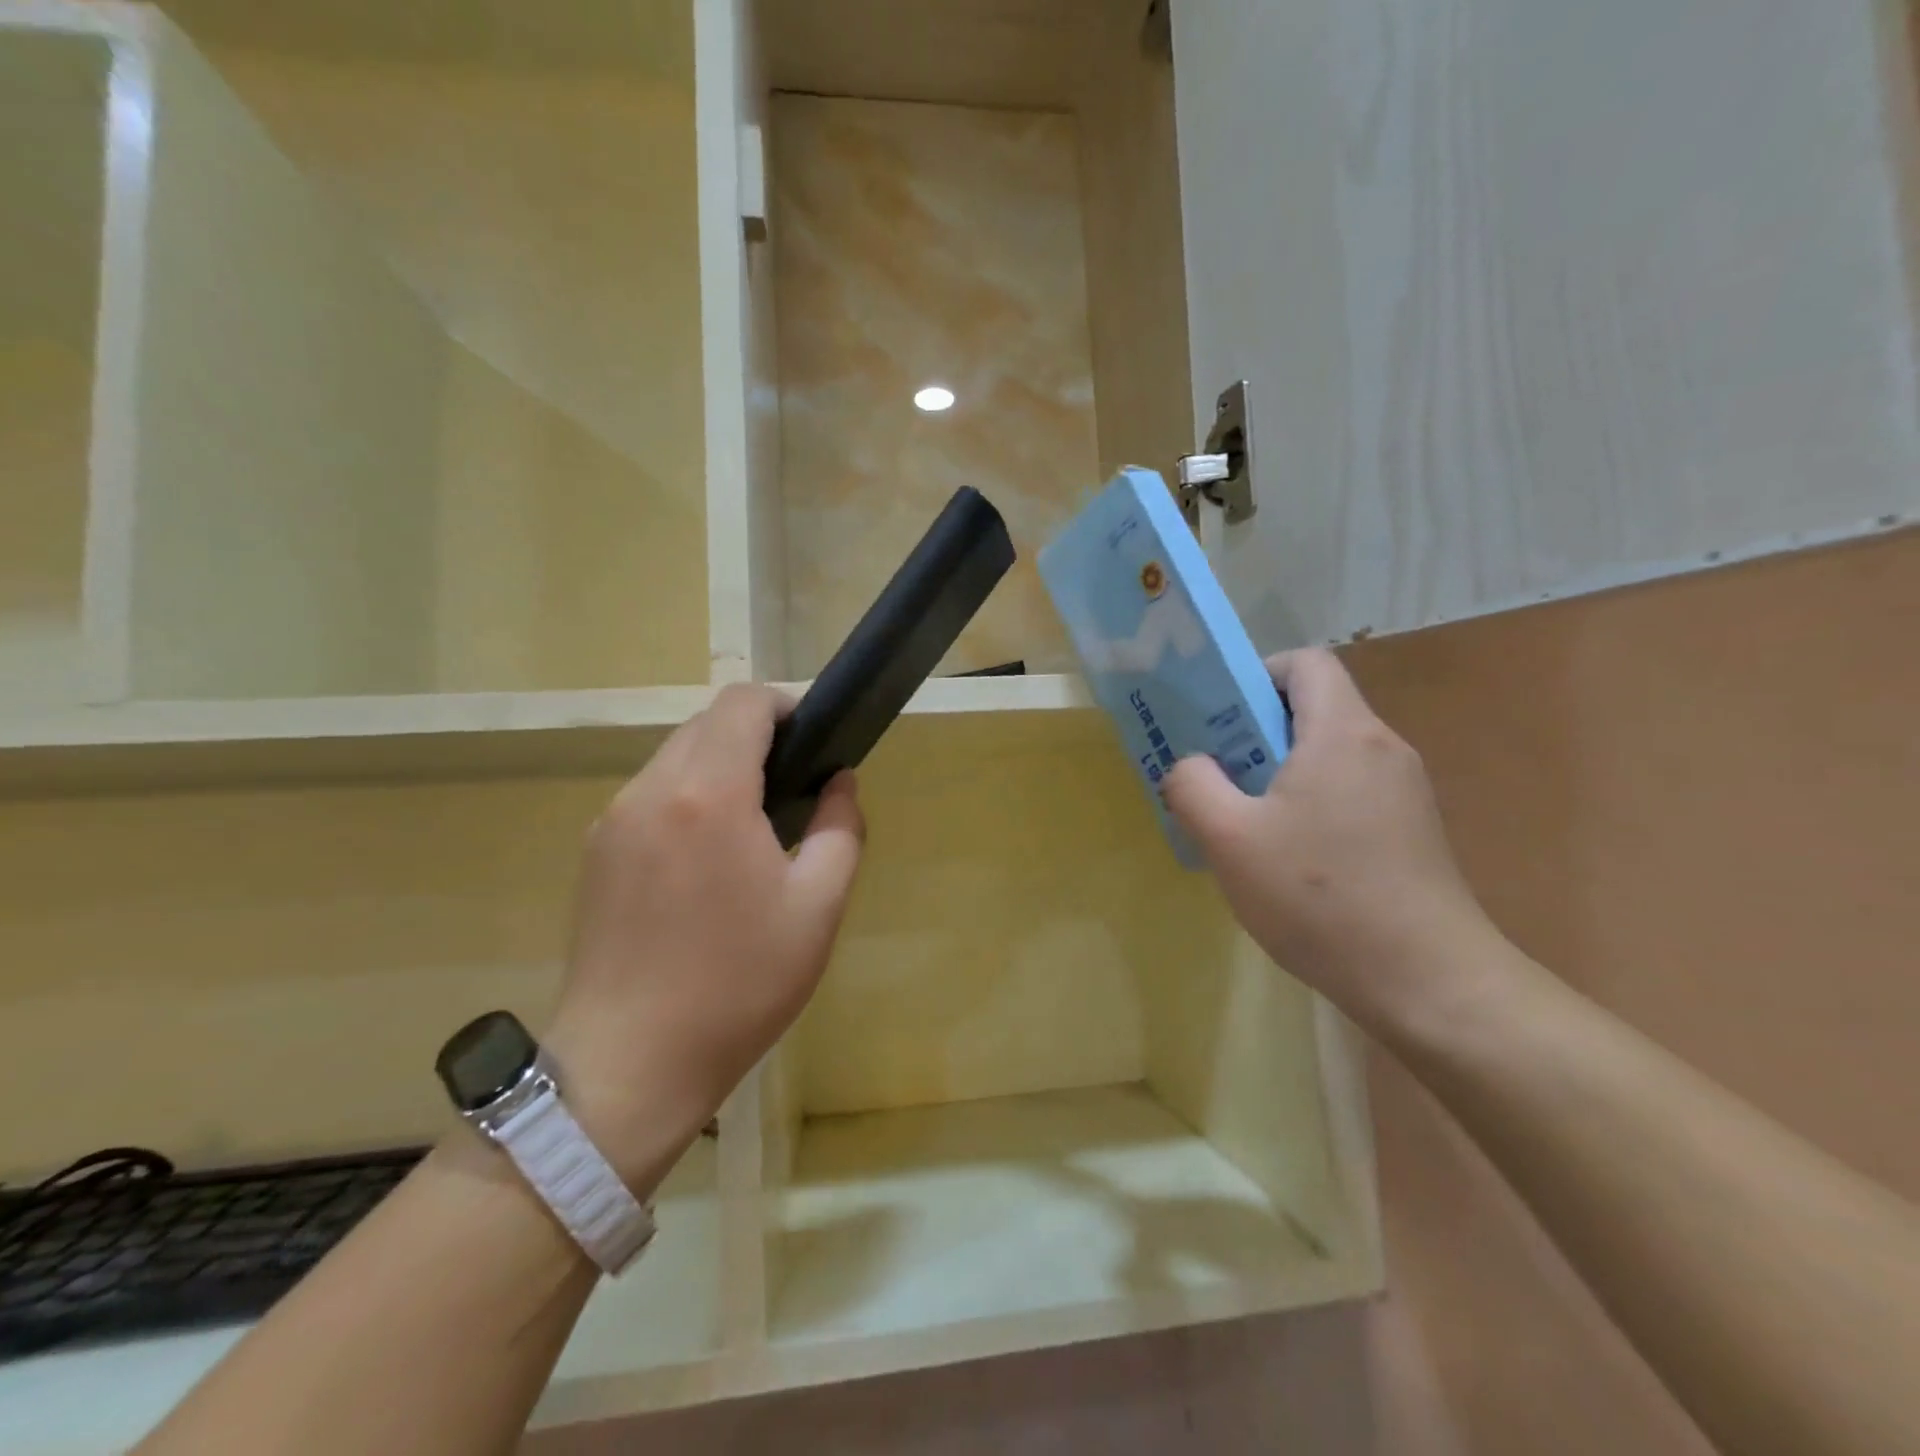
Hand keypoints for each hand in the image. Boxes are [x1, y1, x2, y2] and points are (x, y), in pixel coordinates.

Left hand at [544, 685, 864, 1195]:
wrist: (629, 1065)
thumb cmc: (738, 985)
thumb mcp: (818, 908)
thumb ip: (839, 828)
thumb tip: (838, 782)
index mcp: (707, 794)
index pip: (742, 703)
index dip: (785, 705)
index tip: (814, 740)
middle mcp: (649, 790)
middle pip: (706, 724)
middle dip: (754, 737)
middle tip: (792, 789)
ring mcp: (612, 820)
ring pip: (674, 757)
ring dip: (719, 768)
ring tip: (751, 828)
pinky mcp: (594, 852)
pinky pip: (650, 796)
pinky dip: (687, 798)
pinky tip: (705, 859)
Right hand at [1164, 649, 1495, 1019]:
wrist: (1426, 981)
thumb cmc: (1319, 897)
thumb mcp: (1229, 838)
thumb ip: (1192, 785)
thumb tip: (1190, 766)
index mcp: (1343, 733)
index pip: (1306, 662)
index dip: (1258, 674)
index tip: (1221, 717)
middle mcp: (1382, 748)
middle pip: (1315, 708)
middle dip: (1256, 730)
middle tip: (1216, 773)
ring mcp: (1404, 791)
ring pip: (1329, 753)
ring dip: (1279, 772)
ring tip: (1243, 819)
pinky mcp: (1412, 830)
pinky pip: (1349, 790)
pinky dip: (1309, 802)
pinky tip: (1286, 857)